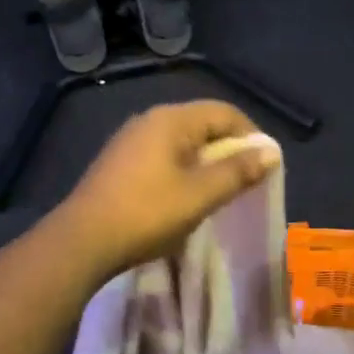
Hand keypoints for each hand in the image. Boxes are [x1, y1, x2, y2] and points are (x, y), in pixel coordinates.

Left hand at [54, 102, 276, 282]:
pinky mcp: (118, 162)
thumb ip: (238, 171)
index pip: (224, 112)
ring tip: (218, 191)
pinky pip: (162, 155)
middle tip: (245, 181)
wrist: (81, 242)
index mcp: (171, 120)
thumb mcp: (200, 195)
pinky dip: (183, 169)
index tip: (265, 165)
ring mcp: (130, 140)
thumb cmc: (146, 214)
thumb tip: (271, 151)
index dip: (251, 135)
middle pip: (202, 123)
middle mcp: (149, 120)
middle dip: (229, 148)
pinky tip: (183, 197)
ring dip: (206, 161)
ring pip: (182, 141)